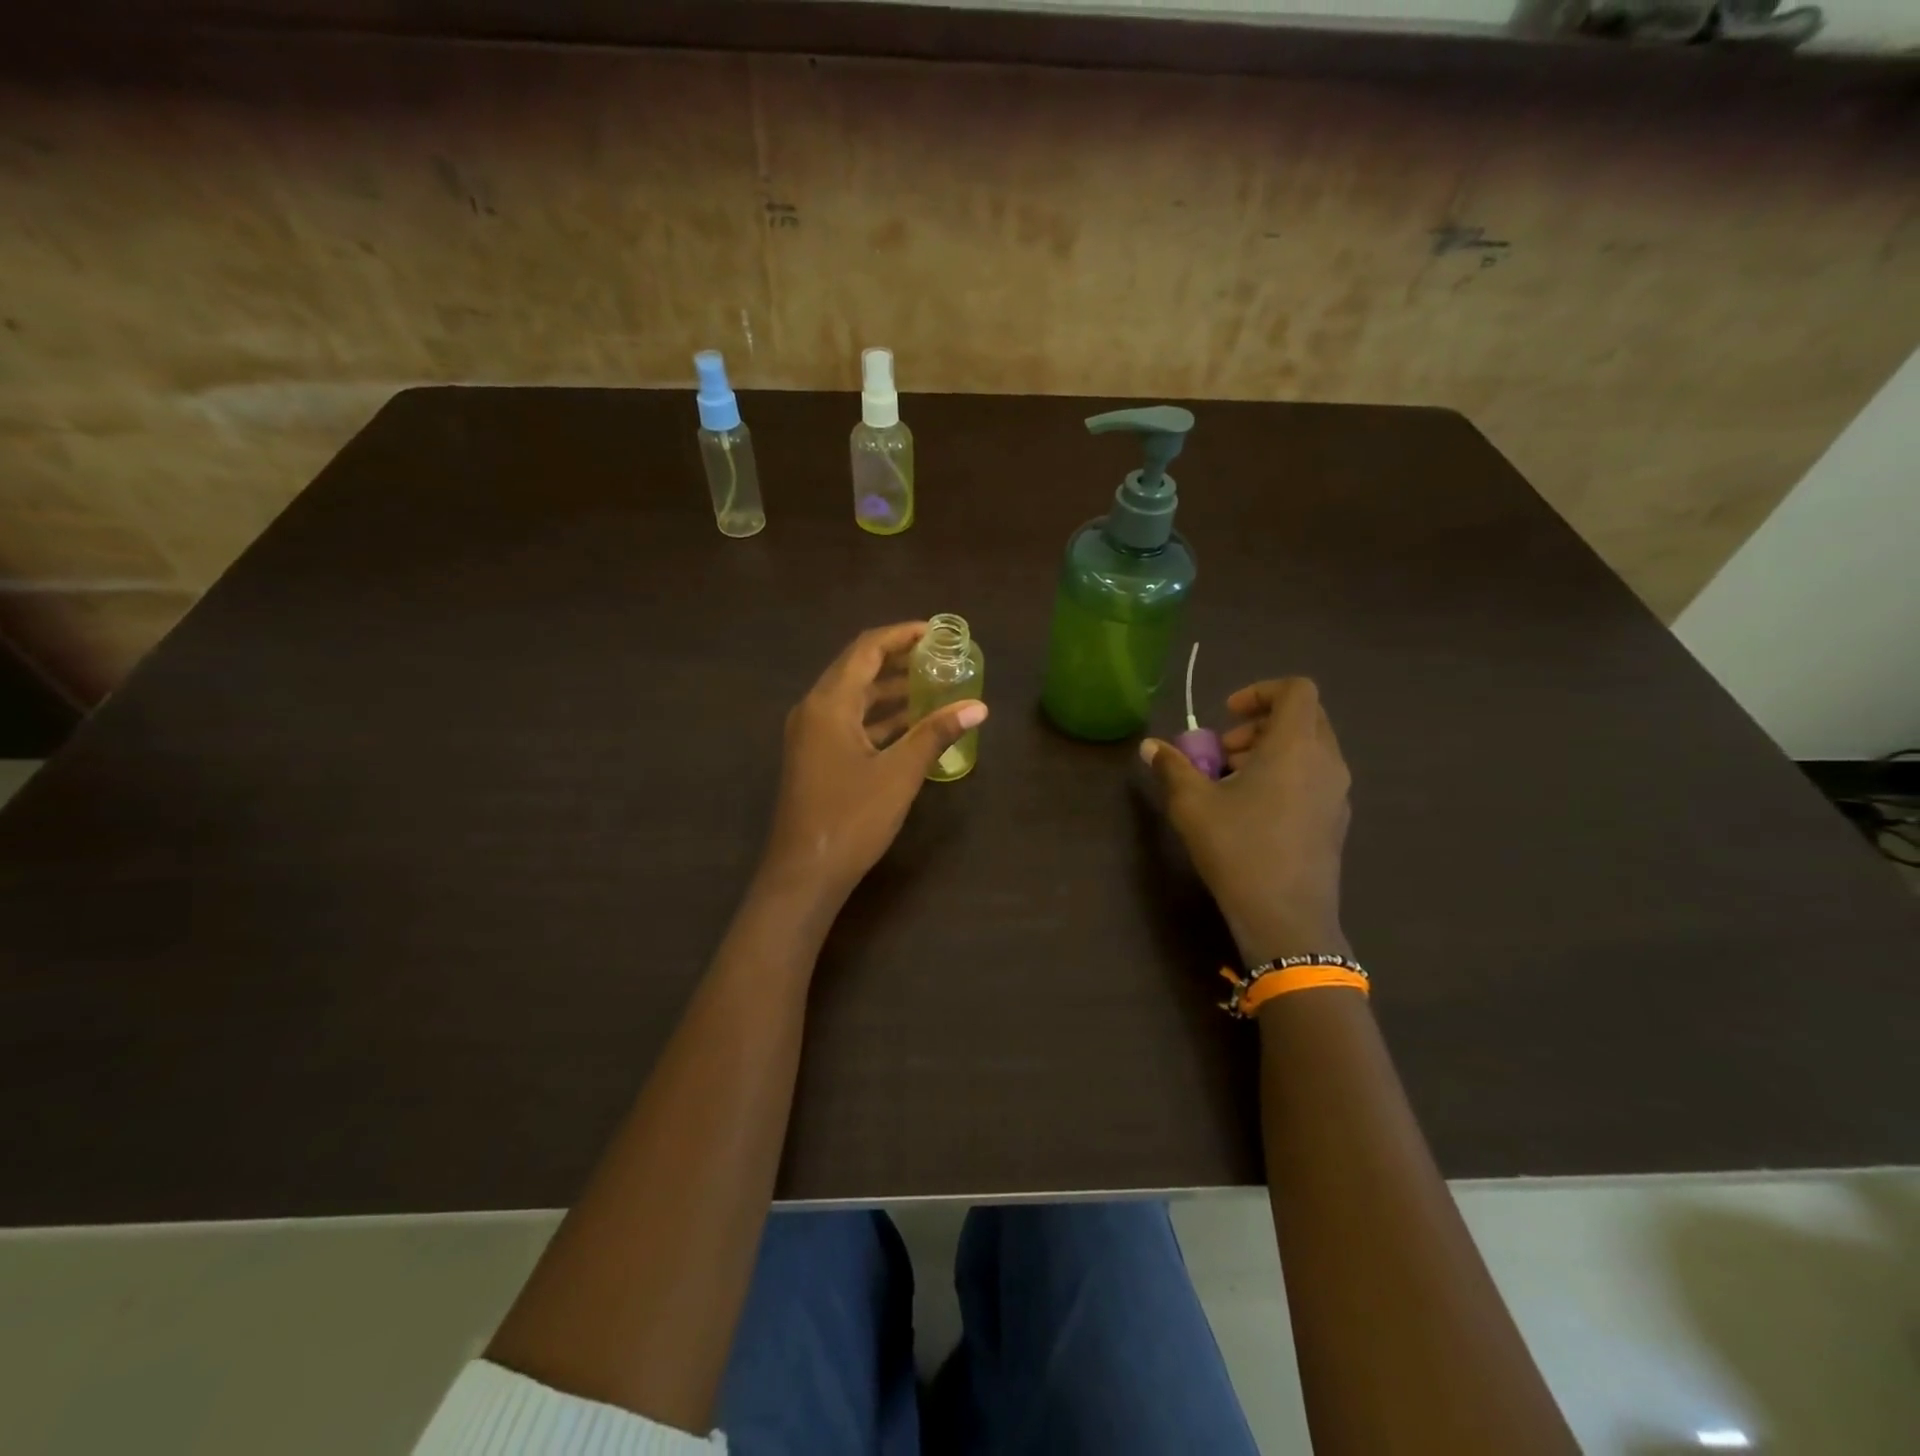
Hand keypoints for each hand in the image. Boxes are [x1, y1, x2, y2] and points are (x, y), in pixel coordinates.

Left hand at [759, 622, 987, 908]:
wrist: (804, 873)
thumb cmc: (851, 818)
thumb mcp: (900, 773)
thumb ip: (937, 734)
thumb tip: (978, 707)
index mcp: (829, 704)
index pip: (866, 650)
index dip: (901, 635)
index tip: (936, 632)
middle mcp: (814, 710)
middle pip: (857, 669)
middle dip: (897, 659)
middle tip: (938, 656)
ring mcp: (811, 735)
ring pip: (853, 697)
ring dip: (889, 689)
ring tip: (932, 684)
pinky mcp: (815, 757)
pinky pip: (849, 722)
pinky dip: (879, 717)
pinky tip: (910, 723)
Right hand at [1142, 678, 1350, 962]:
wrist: (1286, 918)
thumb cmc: (1238, 848)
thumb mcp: (1192, 803)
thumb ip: (1172, 766)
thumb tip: (1150, 746)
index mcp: (1295, 746)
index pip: (1296, 690)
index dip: (1260, 691)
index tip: (1226, 716)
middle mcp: (1326, 762)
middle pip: (1305, 717)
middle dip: (1261, 724)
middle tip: (1225, 751)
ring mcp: (1337, 793)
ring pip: (1310, 749)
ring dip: (1271, 751)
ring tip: (1232, 783)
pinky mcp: (1336, 820)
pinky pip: (1314, 777)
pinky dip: (1286, 776)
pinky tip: (1253, 812)